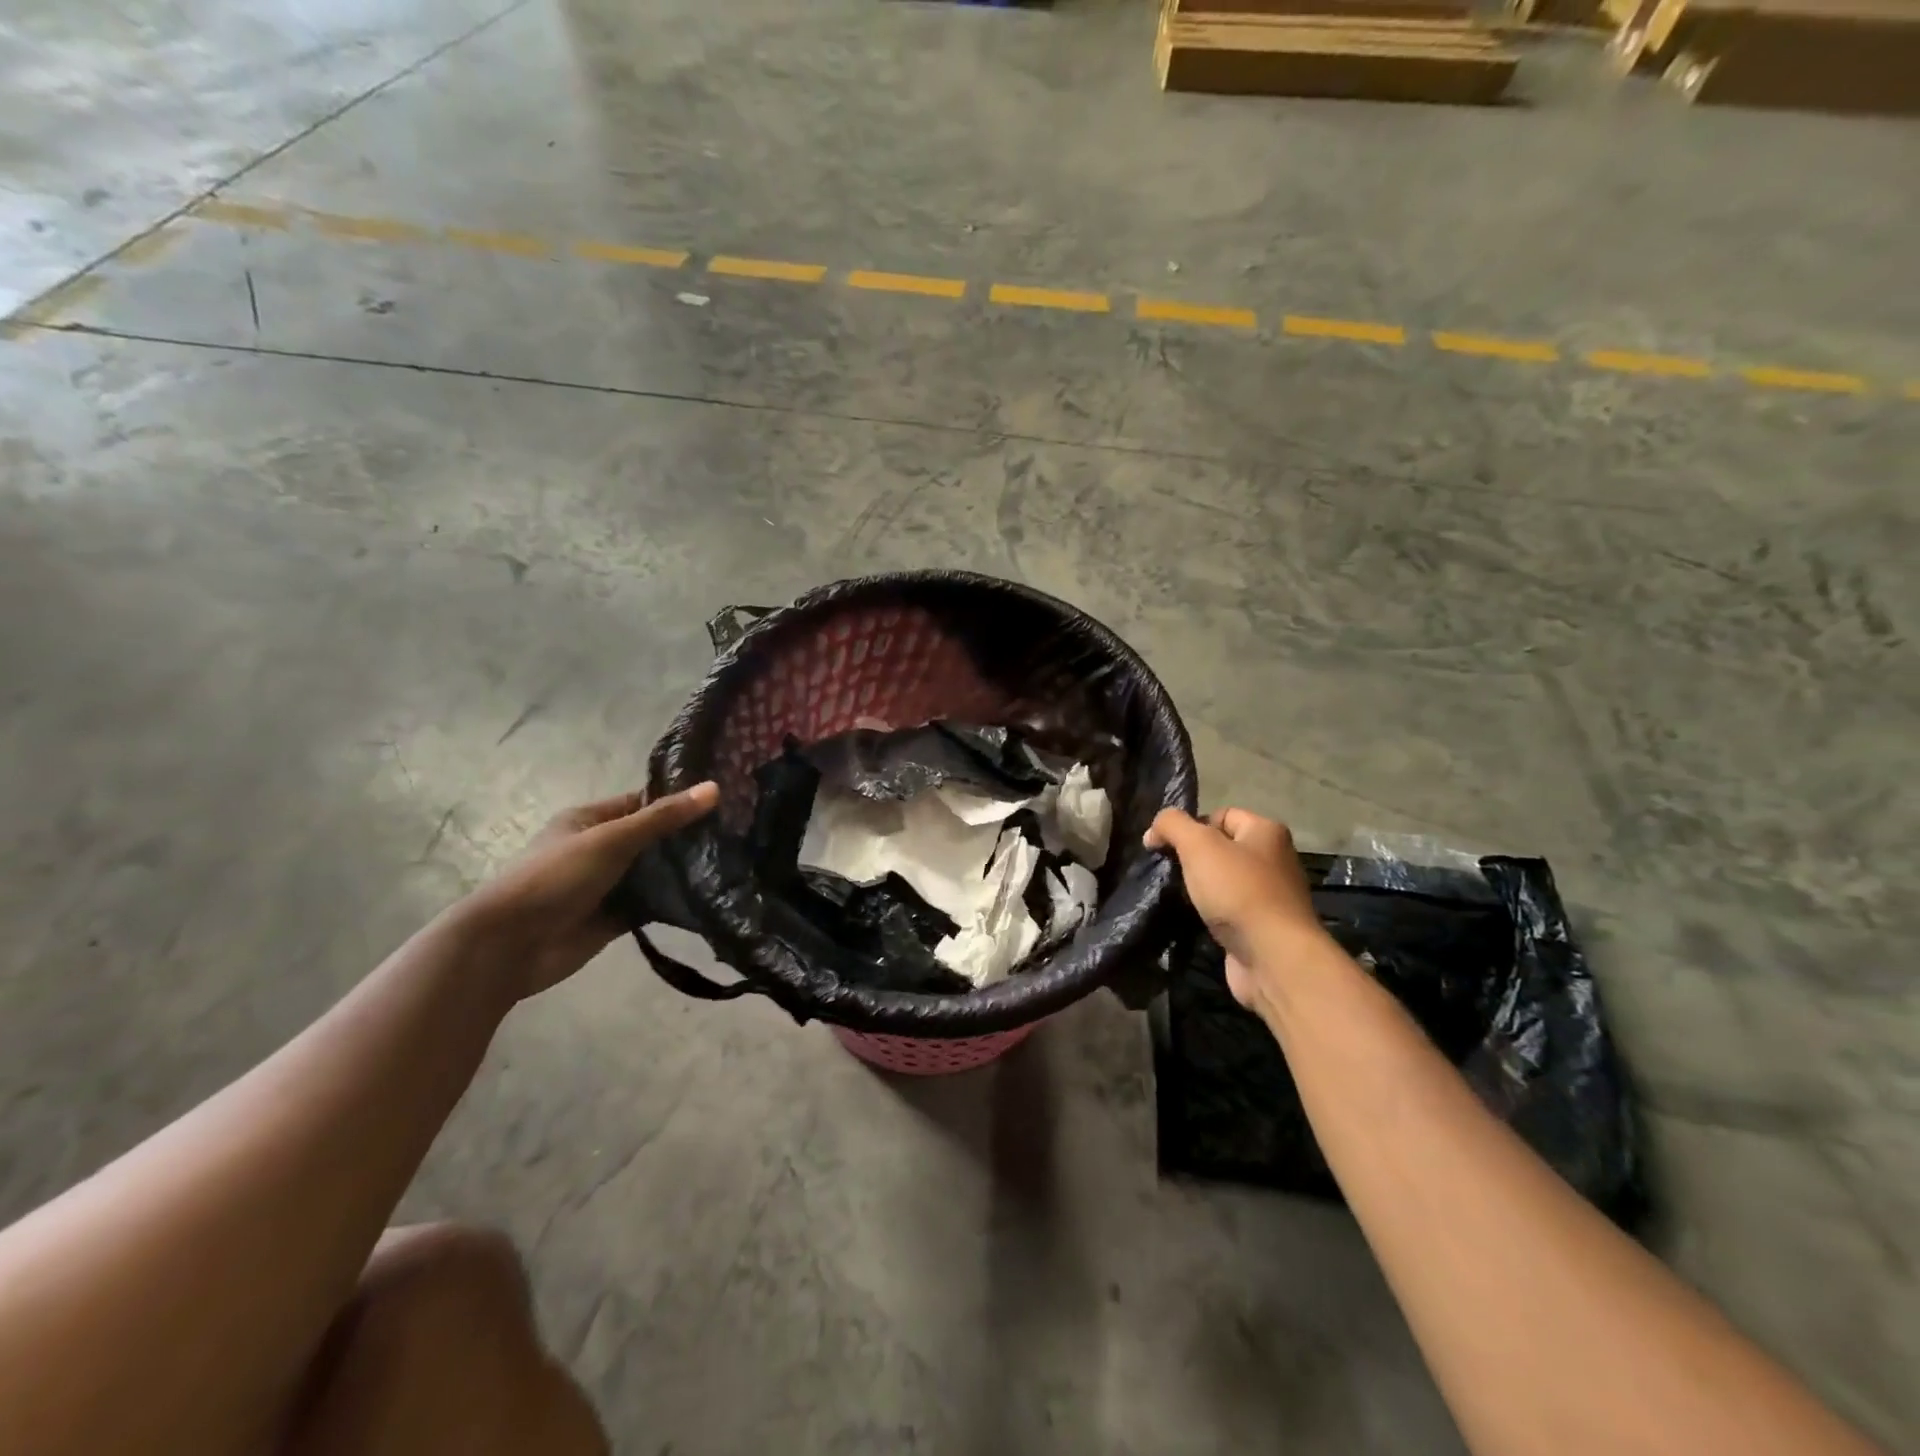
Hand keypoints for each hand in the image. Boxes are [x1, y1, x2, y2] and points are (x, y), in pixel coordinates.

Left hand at [454, 782, 718, 1000]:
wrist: (511, 945)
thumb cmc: (556, 878)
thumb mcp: (611, 839)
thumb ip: (663, 818)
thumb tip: (715, 788)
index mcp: (591, 821)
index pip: (643, 803)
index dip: (679, 800)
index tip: (723, 801)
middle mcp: (601, 849)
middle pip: (653, 838)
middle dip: (688, 837)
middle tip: (738, 833)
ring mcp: (608, 885)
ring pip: (655, 873)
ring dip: (684, 871)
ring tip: (735, 863)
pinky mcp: (616, 917)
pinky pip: (652, 905)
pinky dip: (675, 902)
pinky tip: (711, 896)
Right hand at [1145, 808, 1325, 1013]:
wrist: (1273, 957)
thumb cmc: (1238, 891)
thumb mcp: (1198, 845)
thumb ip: (1172, 825)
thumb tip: (1153, 830)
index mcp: (1266, 832)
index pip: (1221, 815)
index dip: (1192, 826)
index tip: (1167, 846)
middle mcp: (1274, 859)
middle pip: (1222, 848)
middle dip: (1193, 858)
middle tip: (1169, 871)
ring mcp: (1270, 895)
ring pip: (1223, 881)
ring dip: (1200, 888)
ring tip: (1178, 896)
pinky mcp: (1262, 926)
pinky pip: (1228, 909)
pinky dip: (1210, 913)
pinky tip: (1195, 919)